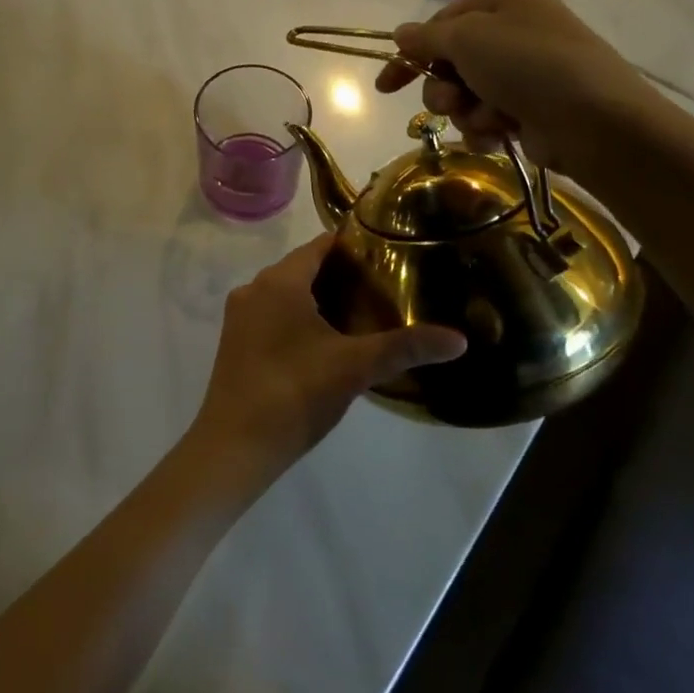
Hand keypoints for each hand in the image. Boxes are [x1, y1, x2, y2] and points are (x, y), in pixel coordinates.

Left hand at [190, 235, 465, 485]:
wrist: (234, 446)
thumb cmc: (294, 394)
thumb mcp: (355, 367)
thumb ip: (405, 348)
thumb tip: (459, 339)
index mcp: (278, 281)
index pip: (319, 245)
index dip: (353, 247)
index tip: (388, 254)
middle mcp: (254, 288)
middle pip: (303, 267)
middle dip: (341, 274)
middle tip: (385, 286)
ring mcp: (240, 316)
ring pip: (286, 293)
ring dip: (319, 297)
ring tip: (363, 312)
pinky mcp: (235, 342)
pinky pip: (272, 314)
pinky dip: (299, 317)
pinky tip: (326, 341)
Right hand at [373, 0, 670, 180]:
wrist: (594, 119)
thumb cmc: (526, 64)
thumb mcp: (466, 39)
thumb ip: (425, 38)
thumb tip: (400, 34)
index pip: (439, 24)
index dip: (410, 56)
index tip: (386, 86)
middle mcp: (514, 27)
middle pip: (450, 62)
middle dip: (444, 88)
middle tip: (452, 100)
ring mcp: (524, 69)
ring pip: (466, 94)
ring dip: (467, 110)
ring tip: (489, 117)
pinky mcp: (531, 106)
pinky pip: (487, 116)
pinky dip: (487, 127)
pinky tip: (501, 133)